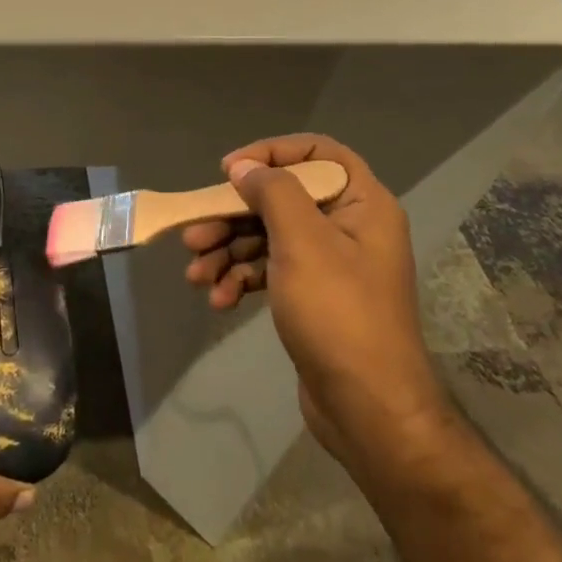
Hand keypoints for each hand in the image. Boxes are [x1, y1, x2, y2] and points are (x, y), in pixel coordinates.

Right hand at [182, 135, 446, 467]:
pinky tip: (220, 300)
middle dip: (233, 217)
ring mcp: (330, 265)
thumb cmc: (338, 313)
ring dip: (228, 253)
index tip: (230, 171)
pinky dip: (242, 280)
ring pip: (269, 238)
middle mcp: (349, 228)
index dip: (272, 153)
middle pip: (282, 200)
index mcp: (362, 204)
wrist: (368, 409)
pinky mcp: (313, 297)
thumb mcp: (302, 242)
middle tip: (193, 236)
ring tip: (196, 276)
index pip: (318, 153)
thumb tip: (244, 166)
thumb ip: (272, 192)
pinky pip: (271, 271)